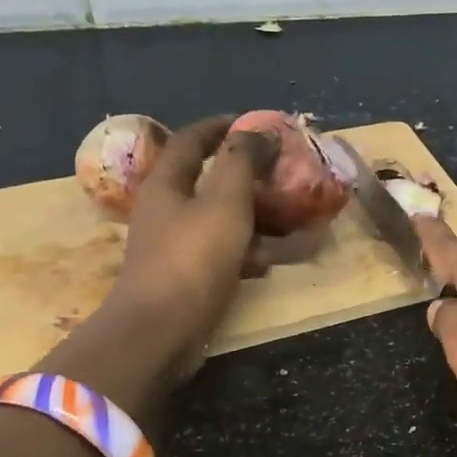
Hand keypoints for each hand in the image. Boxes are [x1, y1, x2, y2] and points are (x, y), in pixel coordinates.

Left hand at [39, 116, 274, 413]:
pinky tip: (276, 259)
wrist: (160, 331)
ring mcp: (177, 246)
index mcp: (167, 184)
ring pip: (223, 220)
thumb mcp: (225, 203)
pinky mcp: (189, 277)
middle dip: (252, 178)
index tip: (254, 124)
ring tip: (296, 221)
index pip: (191, 140)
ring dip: (259, 218)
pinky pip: (225, 253)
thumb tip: (257, 131)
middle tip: (285, 177)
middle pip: (211, 182)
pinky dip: (250, 251)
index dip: (221, 127)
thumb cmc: (192, 259)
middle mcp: (167, 211)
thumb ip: (241, 162)